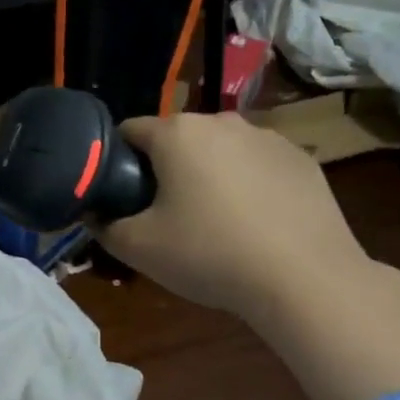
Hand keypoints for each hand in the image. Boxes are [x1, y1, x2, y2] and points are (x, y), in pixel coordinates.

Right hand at [100, 111, 399, 399]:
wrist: (304, 278)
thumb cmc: (210, 254)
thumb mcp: (138, 248)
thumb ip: (104, 226)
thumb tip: (94, 214)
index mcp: (178, 133)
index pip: (129, 132)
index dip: (116, 163)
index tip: (121, 198)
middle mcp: (223, 121)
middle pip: (177, 140)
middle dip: (165, 170)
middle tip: (165, 217)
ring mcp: (268, 138)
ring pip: (220, 152)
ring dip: (208, 176)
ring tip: (215, 224)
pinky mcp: (302, 160)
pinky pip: (258, 167)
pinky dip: (248, 186)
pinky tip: (255, 226)